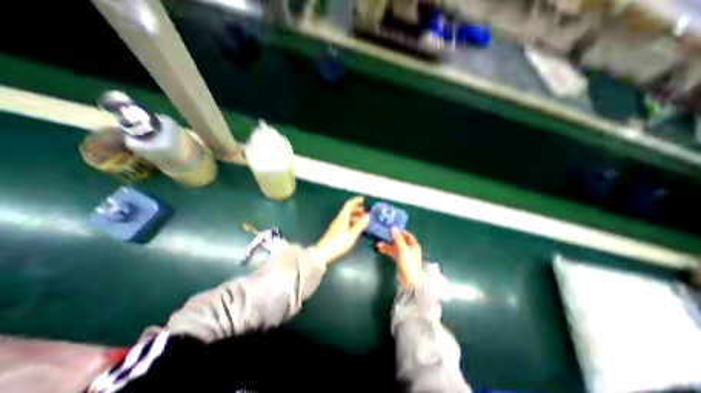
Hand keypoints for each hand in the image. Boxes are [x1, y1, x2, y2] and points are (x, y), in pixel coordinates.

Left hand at [314, 198, 371, 265]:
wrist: (323, 253)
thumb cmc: (338, 243)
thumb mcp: (351, 235)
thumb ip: (360, 225)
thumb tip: (368, 216)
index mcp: (342, 217)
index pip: (349, 204)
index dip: (356, 200)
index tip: (363, 199)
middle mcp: (339, 219)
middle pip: (347, 209)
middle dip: (357, 208)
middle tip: (365, 211)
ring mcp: (336, 224)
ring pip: (346, 216)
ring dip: (354, 215)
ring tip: (362, 219)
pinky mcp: (335, 230)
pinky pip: (345, 221)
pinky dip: (351, 221)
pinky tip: (355, 227)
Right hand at [378, 227, 421, 288]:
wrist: (410, 281)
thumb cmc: (409, 263)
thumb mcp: (403, 249)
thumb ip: (398, 238)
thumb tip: (393, 227)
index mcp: (413, 244)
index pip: (406, 234)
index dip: (399, 230)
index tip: (390, 227)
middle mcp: (408, 248)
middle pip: (399, 240)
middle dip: (390, 238)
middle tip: (381, 234)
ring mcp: (403, 254)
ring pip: (394, 247)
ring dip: (387, 245)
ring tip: (378, 244)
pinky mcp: (398, 259)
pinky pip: (392, 252)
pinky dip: (386, 250)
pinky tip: (380, 249)